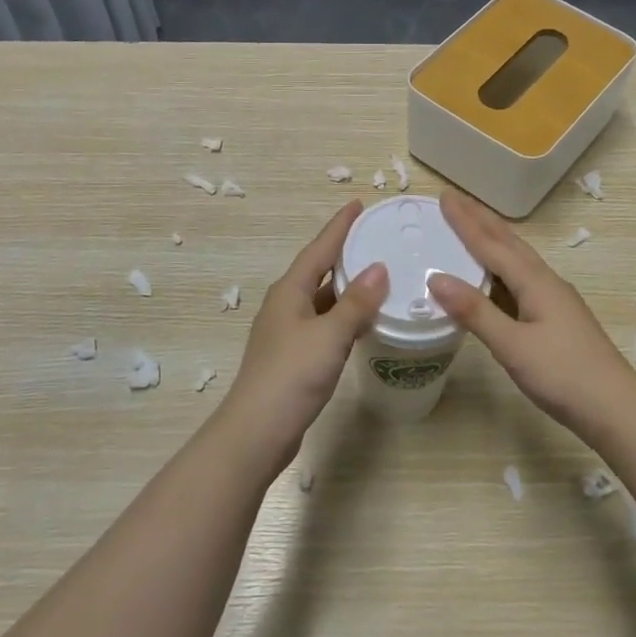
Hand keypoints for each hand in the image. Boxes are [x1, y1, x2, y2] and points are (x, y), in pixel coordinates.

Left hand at [222, 200, 386, 467]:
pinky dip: (344, 316)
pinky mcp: (293, 357)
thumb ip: (355, 304)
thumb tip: (378, 269)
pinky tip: (363, 322)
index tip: (359, 205)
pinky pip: (324, 323)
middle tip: (375, 237)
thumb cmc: (291, 375)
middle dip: (344, 253)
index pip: (319, 249)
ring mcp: (287, 332)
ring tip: (377, 275)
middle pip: (318, 270)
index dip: (339, 227)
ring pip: (322, 299)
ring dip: (346, 287)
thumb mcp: (329, 335)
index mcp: (290, 291)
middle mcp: (286, 305)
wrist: (257, 431)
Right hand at [427, 190, 635, 438]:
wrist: (615, 408)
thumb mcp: (512, 346)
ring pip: (518, 259)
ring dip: (493, 239)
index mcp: (535, 282)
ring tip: (472, 225)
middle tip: (454, 199)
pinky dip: (501, 266)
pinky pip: (521, 278)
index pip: (492, 244)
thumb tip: (435, 278)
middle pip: (509, 243)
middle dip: (480, 219)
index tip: (444, 197)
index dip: (466, 222)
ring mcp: (554, 300)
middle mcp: (546, 282)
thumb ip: (475, 312)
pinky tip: (496, 277)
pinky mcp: (556, 318)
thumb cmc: (563, 375)